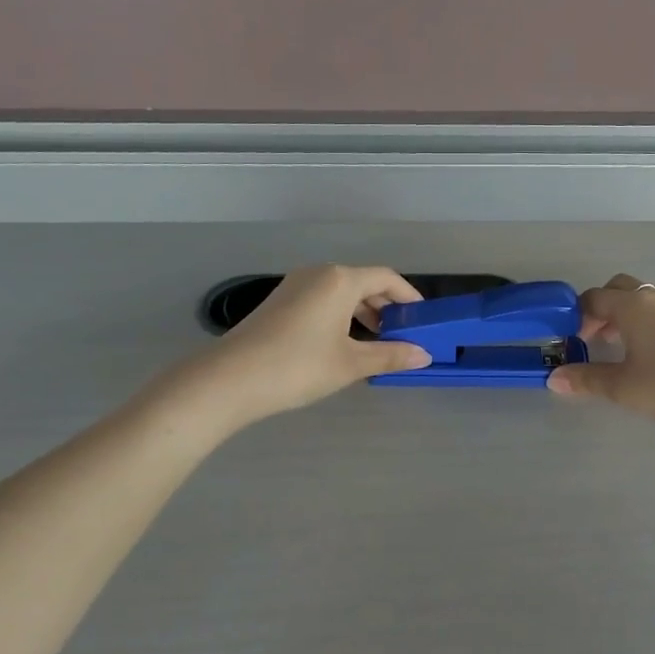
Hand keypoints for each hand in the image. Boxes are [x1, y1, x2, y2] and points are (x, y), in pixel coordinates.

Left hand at [192, 265, 432, 426]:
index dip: (409, 297)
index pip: (386, 278)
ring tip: (375, 342)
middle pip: (363, 282)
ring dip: (362, 312)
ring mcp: (294, 286)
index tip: (423, 318)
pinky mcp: (279, 302)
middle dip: (386, 306)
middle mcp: (318, 274)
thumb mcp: (351, 364)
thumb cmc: (299, 366)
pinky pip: (321, 300)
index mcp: (340, 280)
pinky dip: (340, 316)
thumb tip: (424, 355)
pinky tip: (342, 344)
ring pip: (340, 292)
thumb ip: (390, 356)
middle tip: (402, 334)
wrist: (230, 379)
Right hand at [547, 274, 654, 434]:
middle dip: (599, 309)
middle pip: (618, 289)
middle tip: (590, 338)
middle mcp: (654, 299)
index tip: (567, 340)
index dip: (575, 316)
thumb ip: (588, 380)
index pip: (593, 298)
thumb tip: (554, 378)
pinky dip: (642, 323)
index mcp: (632, 306)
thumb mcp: (623, 387)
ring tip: (614, 346)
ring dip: (622, 315)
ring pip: (641, 299)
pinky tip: (643, 353)